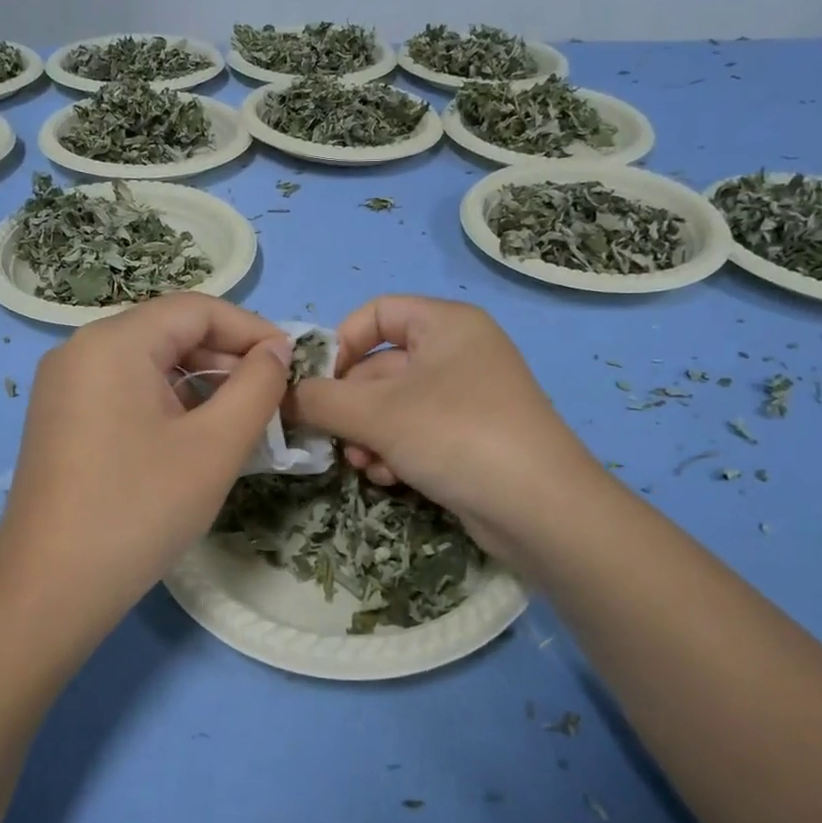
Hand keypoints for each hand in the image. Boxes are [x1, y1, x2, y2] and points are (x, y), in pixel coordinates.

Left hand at [0, 293, 291, 636]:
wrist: (51, 590)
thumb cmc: (140, 509)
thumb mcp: (215, 445)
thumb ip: (257, 386)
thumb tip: (276, 350)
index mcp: (114, 342)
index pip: (197, 309)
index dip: (252, 330)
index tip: (291, 364)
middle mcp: (81, 349)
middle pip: (171, 332)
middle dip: (227, 359)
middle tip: (271, 399)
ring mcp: (65, 385)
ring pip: (150, 363)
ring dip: (201, 383)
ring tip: (240, 422)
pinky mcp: (61, 419)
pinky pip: (126, 390)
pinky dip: (168, 403)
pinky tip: (195, 439)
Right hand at [291, 296, 598, 561]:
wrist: (541, 509)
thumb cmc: (457, 435)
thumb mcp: (378, 414)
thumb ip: (320, 400)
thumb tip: (280, 397)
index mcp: (445, 324)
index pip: (378, 313)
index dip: (341, 343)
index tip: (317, 383)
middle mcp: (458, 352)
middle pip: (381, 366)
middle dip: (351, 406)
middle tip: (331, 438)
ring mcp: (467, 397)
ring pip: (395, 406)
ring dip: (368, 435)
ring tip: (365, 464)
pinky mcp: (471, 438)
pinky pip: (417, 432)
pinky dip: (396, 451)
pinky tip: (391, 478)